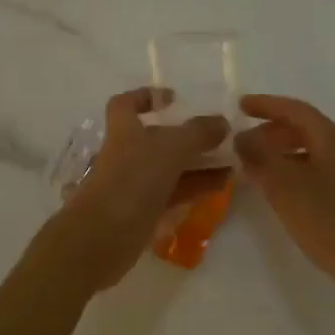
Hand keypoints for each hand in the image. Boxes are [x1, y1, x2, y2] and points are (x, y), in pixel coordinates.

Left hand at [52, 88, 229, 290]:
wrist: (103, 237)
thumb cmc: (133, 180)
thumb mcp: (170, 149)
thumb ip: (198, 133)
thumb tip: (222, 122)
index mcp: (123, 130)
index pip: (126, 104)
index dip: (146, 97)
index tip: (173, 100)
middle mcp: (126, 154)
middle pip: (156, 138)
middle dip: (187, 137)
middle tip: (219, 137)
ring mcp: (133, 185)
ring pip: (169, 168)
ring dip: (198, 164)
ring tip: (231, 164)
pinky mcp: (142, 212)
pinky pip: (172, 193)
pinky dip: (194, 187)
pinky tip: (220, 187)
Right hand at [234, 95, 334, 299]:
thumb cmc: (331, 223)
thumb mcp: (286, 188)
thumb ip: (261, 158)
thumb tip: (242, 136)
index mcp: (333, 139)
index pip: (296, 110)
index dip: (266, 105)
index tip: (240, 106)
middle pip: (306, 129)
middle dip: (272, 131)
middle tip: (244, 144)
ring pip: (313, 152)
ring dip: (283, 154)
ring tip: (258, 170)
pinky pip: (320, 172)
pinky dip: (297, 172)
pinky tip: (285, 194)